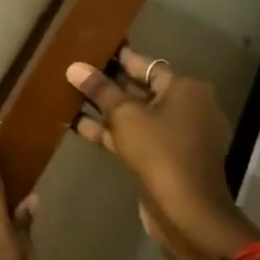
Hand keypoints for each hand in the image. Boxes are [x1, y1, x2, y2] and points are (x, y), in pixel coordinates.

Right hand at [66, 47, 258, 259]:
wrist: (186, 211)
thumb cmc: (160, 152)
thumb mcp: (125, 116)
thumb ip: (100, 90)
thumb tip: (75, 67)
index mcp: (187, 89)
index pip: (147, 65)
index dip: (118, 57)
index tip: (93, 48)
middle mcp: (188, 108)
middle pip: (142, 89)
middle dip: (110, 84)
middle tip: (77, 71)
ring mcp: (179, 136)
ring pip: (137, 115)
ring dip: (107, 110)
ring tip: (71, 95)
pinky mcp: (166, 159)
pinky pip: (136, 137)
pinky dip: (113, 132)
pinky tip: (80, 125)